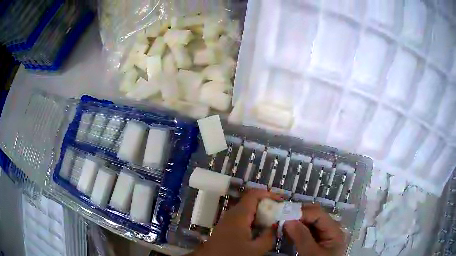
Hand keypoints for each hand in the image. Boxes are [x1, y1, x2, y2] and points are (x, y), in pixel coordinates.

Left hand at [192, 189, 281, 255]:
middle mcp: (232, 214)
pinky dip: (253, 220)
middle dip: (267, 205)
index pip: (254, 195)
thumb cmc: (232, 254)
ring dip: (260, 213)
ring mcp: (227, 220)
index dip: (268, 194)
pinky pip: (241, 218)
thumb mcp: (255, 250)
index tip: (281, 201)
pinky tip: (260, 229)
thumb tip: (275, 225)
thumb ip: (268, 237)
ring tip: (273, 220)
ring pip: (246, 210)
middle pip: (251, 201)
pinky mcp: (225, 227)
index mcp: (239, 215)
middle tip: (280, 212)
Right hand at [284, 204, 344, 255]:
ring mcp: (324, 234)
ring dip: (296, 222)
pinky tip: (287, 232)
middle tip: (280, 218)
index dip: (301, 212)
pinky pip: (307, 231)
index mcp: (334, 229)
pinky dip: (296, 230)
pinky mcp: (317, 240)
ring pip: (309, 222)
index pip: (317, 213)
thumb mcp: (311, 254)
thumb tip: (288, 220)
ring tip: (281, 225)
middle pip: (314, 215)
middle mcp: (330, 228)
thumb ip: (301, 237)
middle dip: (297, 215)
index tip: (283, 216)